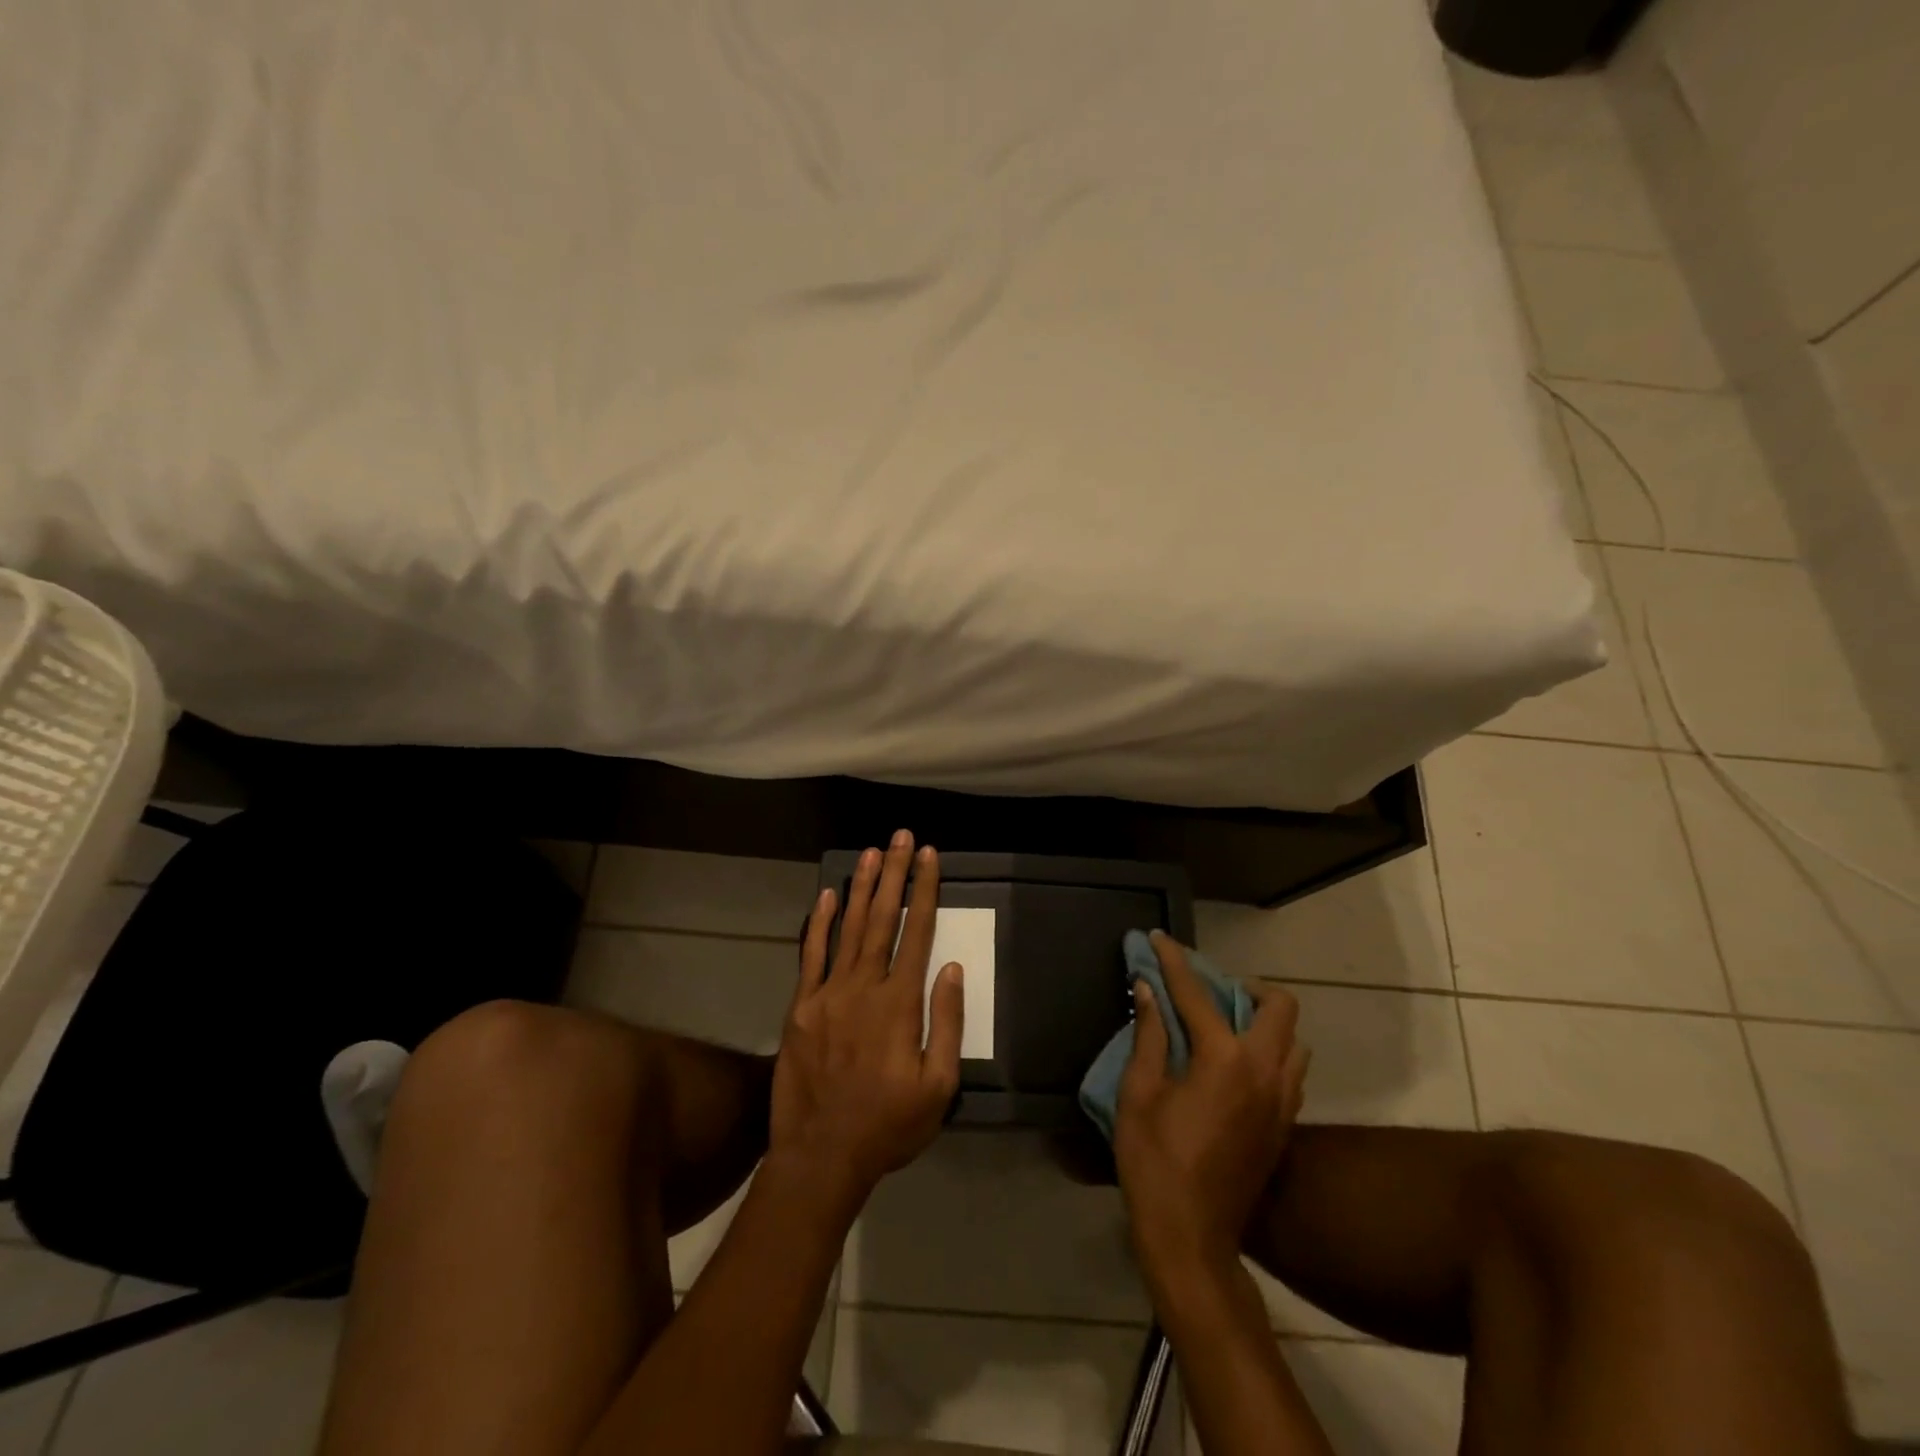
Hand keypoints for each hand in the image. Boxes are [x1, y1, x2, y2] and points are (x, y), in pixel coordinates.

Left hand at [770, 831, 963, 1208]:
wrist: (820, 1156)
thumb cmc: (888, 1126)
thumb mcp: (938, 1087)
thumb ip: (946, 1023)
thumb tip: (950, 968)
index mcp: (900, 1004)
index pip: (917, 932)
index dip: (925, 891)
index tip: (930, 857)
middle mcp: (864, 987)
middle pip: (883, 918)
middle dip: (895, 874)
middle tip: (902, 837)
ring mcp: (827, 994)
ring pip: (849, 928)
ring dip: (863, 887)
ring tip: (873, 852)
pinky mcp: (801, 1006)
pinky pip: (811, 955)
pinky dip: (821, 923)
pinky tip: (830, 895)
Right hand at [1114, 932, 1308, 1281]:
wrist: (1192, 1239)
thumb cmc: (1154, 1161)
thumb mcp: (1138, 1093)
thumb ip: (1149, 1035)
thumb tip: (1147, 991)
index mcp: (1223, 1059)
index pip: (1197, 993)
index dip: (1173, 961)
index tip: (1158, 938)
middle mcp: (1264, 1071)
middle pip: (1280, 1007)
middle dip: (1246, 987)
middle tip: (1210, 993)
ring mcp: (1282, 1101)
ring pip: (1294, 1041)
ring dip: (1264, 1023)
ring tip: (1225, 1029)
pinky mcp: (1285, 1126)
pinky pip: (1291, 1072)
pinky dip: (1269, 1054)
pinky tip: (1234, 1068)